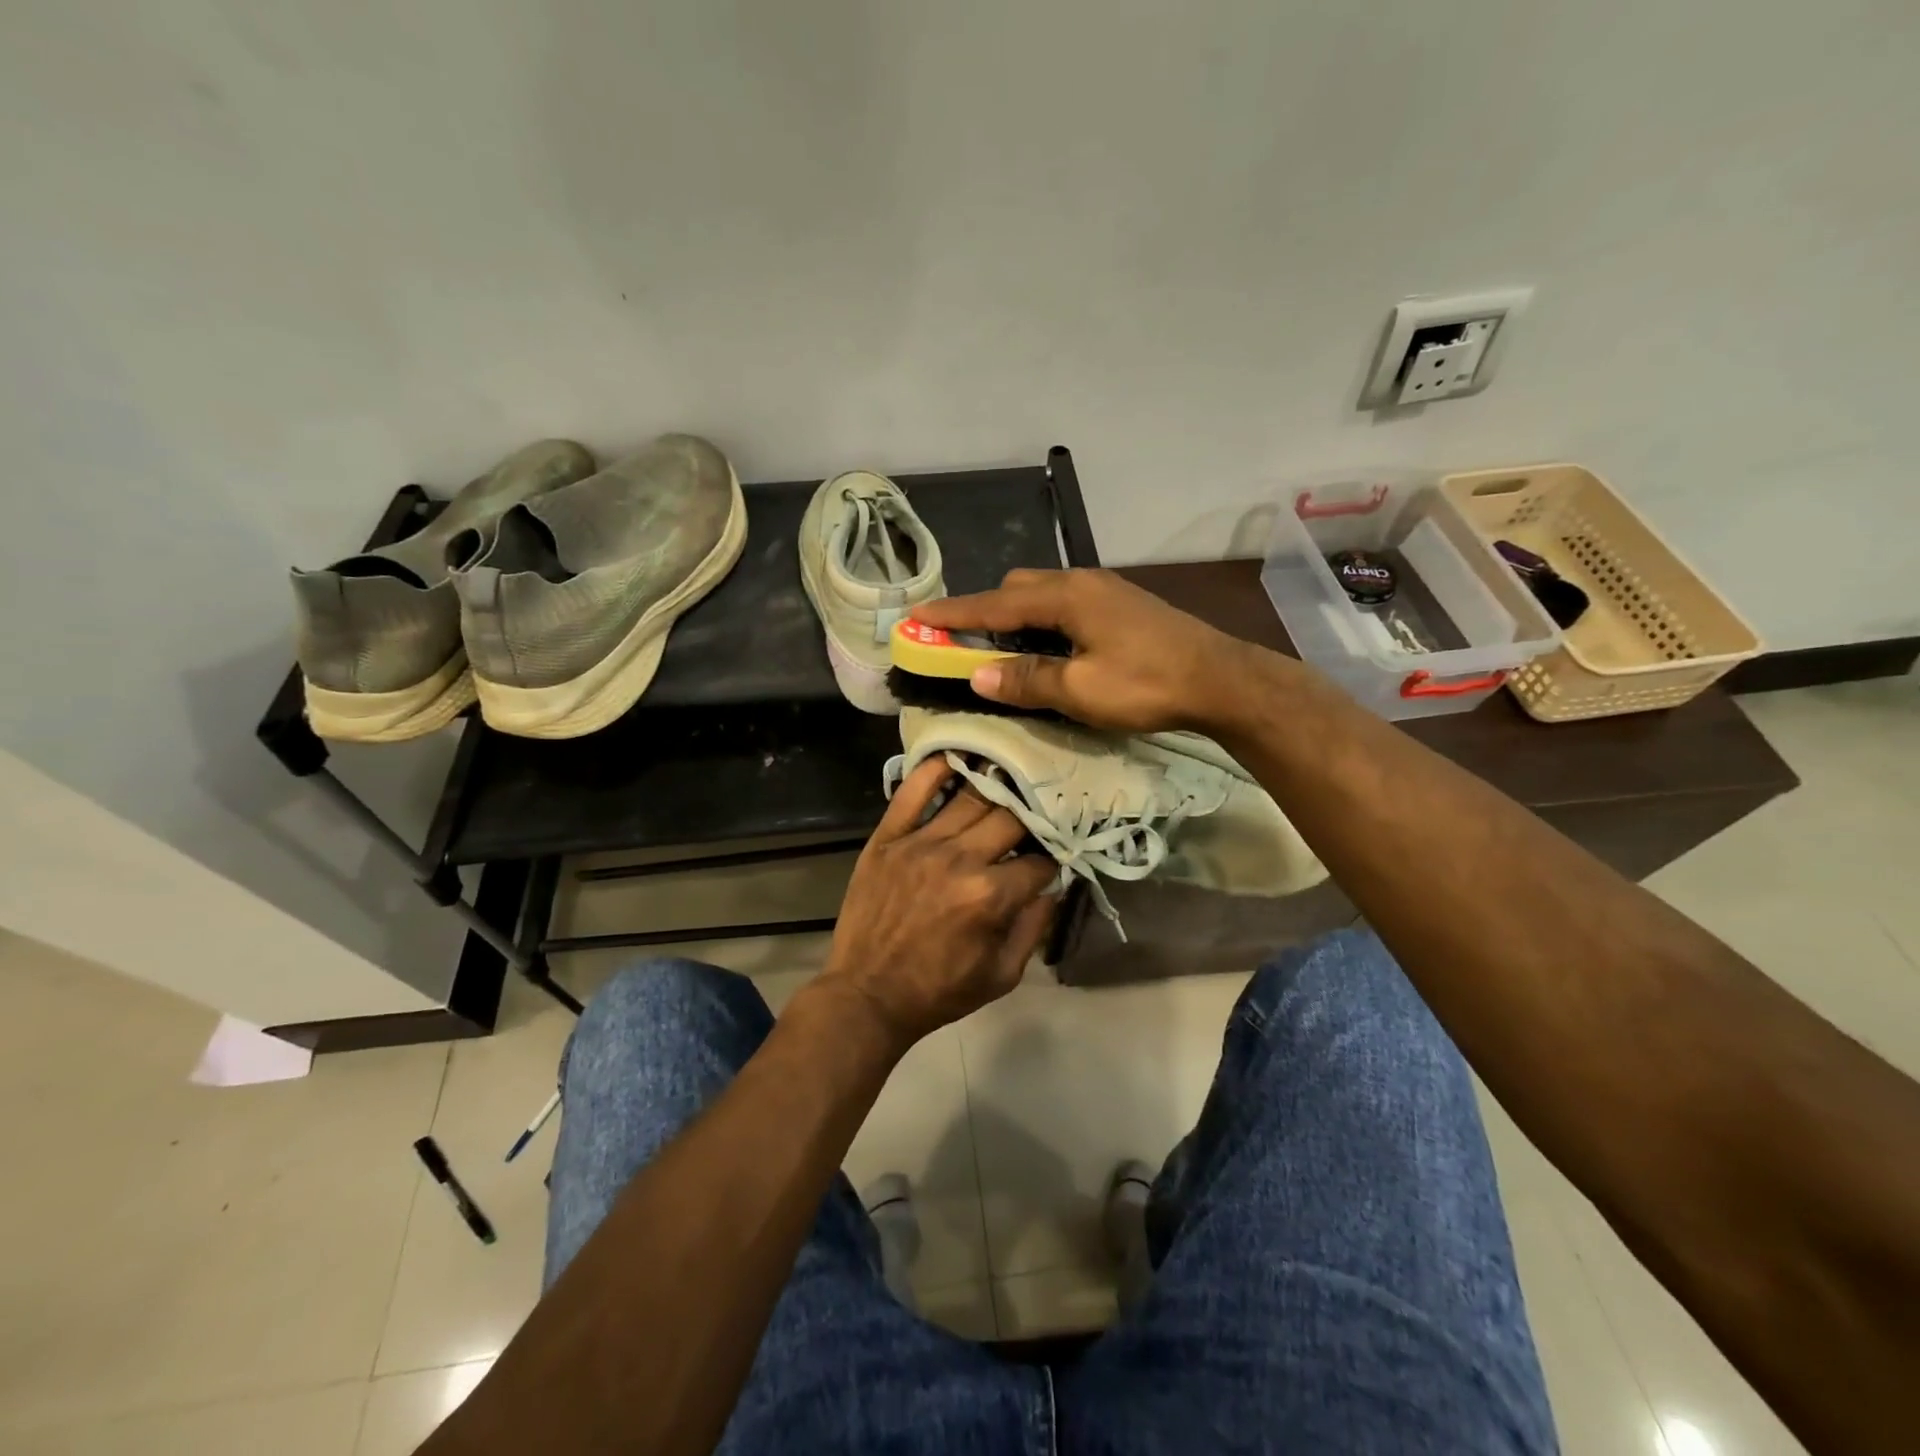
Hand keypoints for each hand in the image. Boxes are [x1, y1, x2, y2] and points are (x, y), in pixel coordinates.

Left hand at [817, 757, 1059, 1052]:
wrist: (867, 995)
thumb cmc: (939, 991)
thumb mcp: (1002, 975)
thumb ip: (1035, 927)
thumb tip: (1053, 886)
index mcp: (990, 896)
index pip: (1039, 862)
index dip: (1051, 863)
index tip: (1049, 863)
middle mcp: (959, 860)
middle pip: (1011, 818)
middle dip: (1030, 819)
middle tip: (1034, 818)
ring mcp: (920, 843)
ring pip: (970, 798)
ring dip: (995, 787)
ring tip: (1009, 779)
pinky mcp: (887, 837)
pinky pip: (912, 791)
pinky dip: (935, 769)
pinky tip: (956, 757)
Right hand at [914, 568, 1283, 732]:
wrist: (1222, 679)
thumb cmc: (1147, 684)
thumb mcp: (1081, 690)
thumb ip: (1027, 680)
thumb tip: (978, 676)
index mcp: (1066, 597)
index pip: (995, 602)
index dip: (954, 612)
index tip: (917, 617)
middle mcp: (1081, 582)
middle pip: (1018, 588)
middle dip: (985, 611)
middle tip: (965, 643)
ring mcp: (1105, 590)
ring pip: (1044, 594)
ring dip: (1016, 617)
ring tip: (1003, 649)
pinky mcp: (1122, 605)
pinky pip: (1066, 604)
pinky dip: (1042, 622)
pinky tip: (1049, 648)